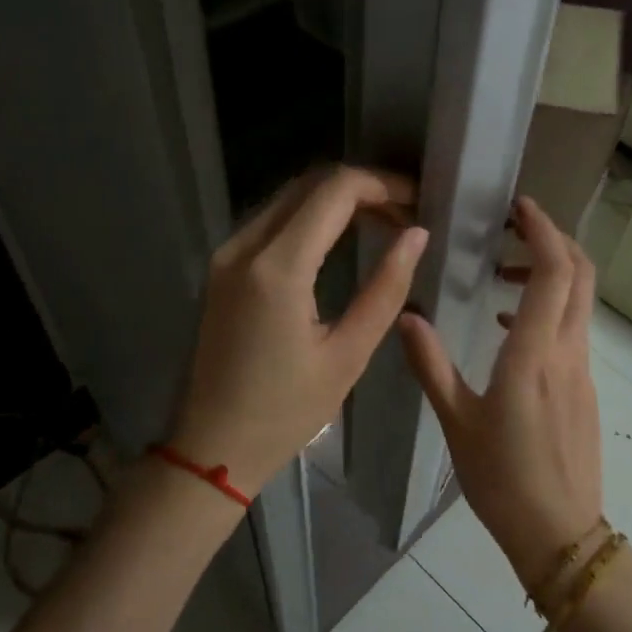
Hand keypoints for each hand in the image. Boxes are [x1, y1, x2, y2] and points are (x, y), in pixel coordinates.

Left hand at [169, 166, 426, 497]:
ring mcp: (226, 255)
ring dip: (336, 199)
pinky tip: (341, 238)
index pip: (335, 191)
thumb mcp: (348, 355)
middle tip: (405, 214)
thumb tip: (416, 235)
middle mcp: (244, 247)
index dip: (382, 184)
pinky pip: (271, 221)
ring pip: (289, 198)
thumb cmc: (286, 411)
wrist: (213, 447)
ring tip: (383, 223)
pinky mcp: (221, 268)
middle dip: (362, 188)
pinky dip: (310, 217)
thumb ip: (386, 289)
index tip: (417, 201)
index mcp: (277, 269)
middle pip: (310, 184)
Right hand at [398, 196, 602, 585]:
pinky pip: (573, 329)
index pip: (555, 272)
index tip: (518, 207)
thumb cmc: (502, 479)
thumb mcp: (456, 421)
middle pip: (581, 275)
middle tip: (513, 227)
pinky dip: (550, 307)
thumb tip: (407, 315)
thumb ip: (431, 364)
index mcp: (535, 355)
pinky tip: (510, 328)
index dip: (543, 230)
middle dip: (554, 239)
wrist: (559, 534)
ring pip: (579, 301)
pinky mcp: (584, 389)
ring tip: (502, 274)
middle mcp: (568, 353)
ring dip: (551, 273)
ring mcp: (582, 371)